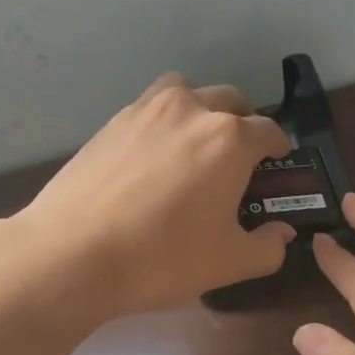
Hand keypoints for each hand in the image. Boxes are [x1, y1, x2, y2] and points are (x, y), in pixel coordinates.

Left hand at [13, 73, 295, 316]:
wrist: (72, 253)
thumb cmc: (162, 258)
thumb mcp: (228, 263)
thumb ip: (267, 247)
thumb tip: (282, 233)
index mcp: (229, 139)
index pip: (269, 130)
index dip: (279, 148)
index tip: (275, 163)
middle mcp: (192, 110)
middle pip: (231, 101)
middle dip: (243, 123)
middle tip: (238, 158)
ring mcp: (147, 110)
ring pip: (187, 92)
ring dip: (201, 109)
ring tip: (194, 144)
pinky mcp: (112, 120)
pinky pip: (150, 107)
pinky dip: (164, 120)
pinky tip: (154, 157)